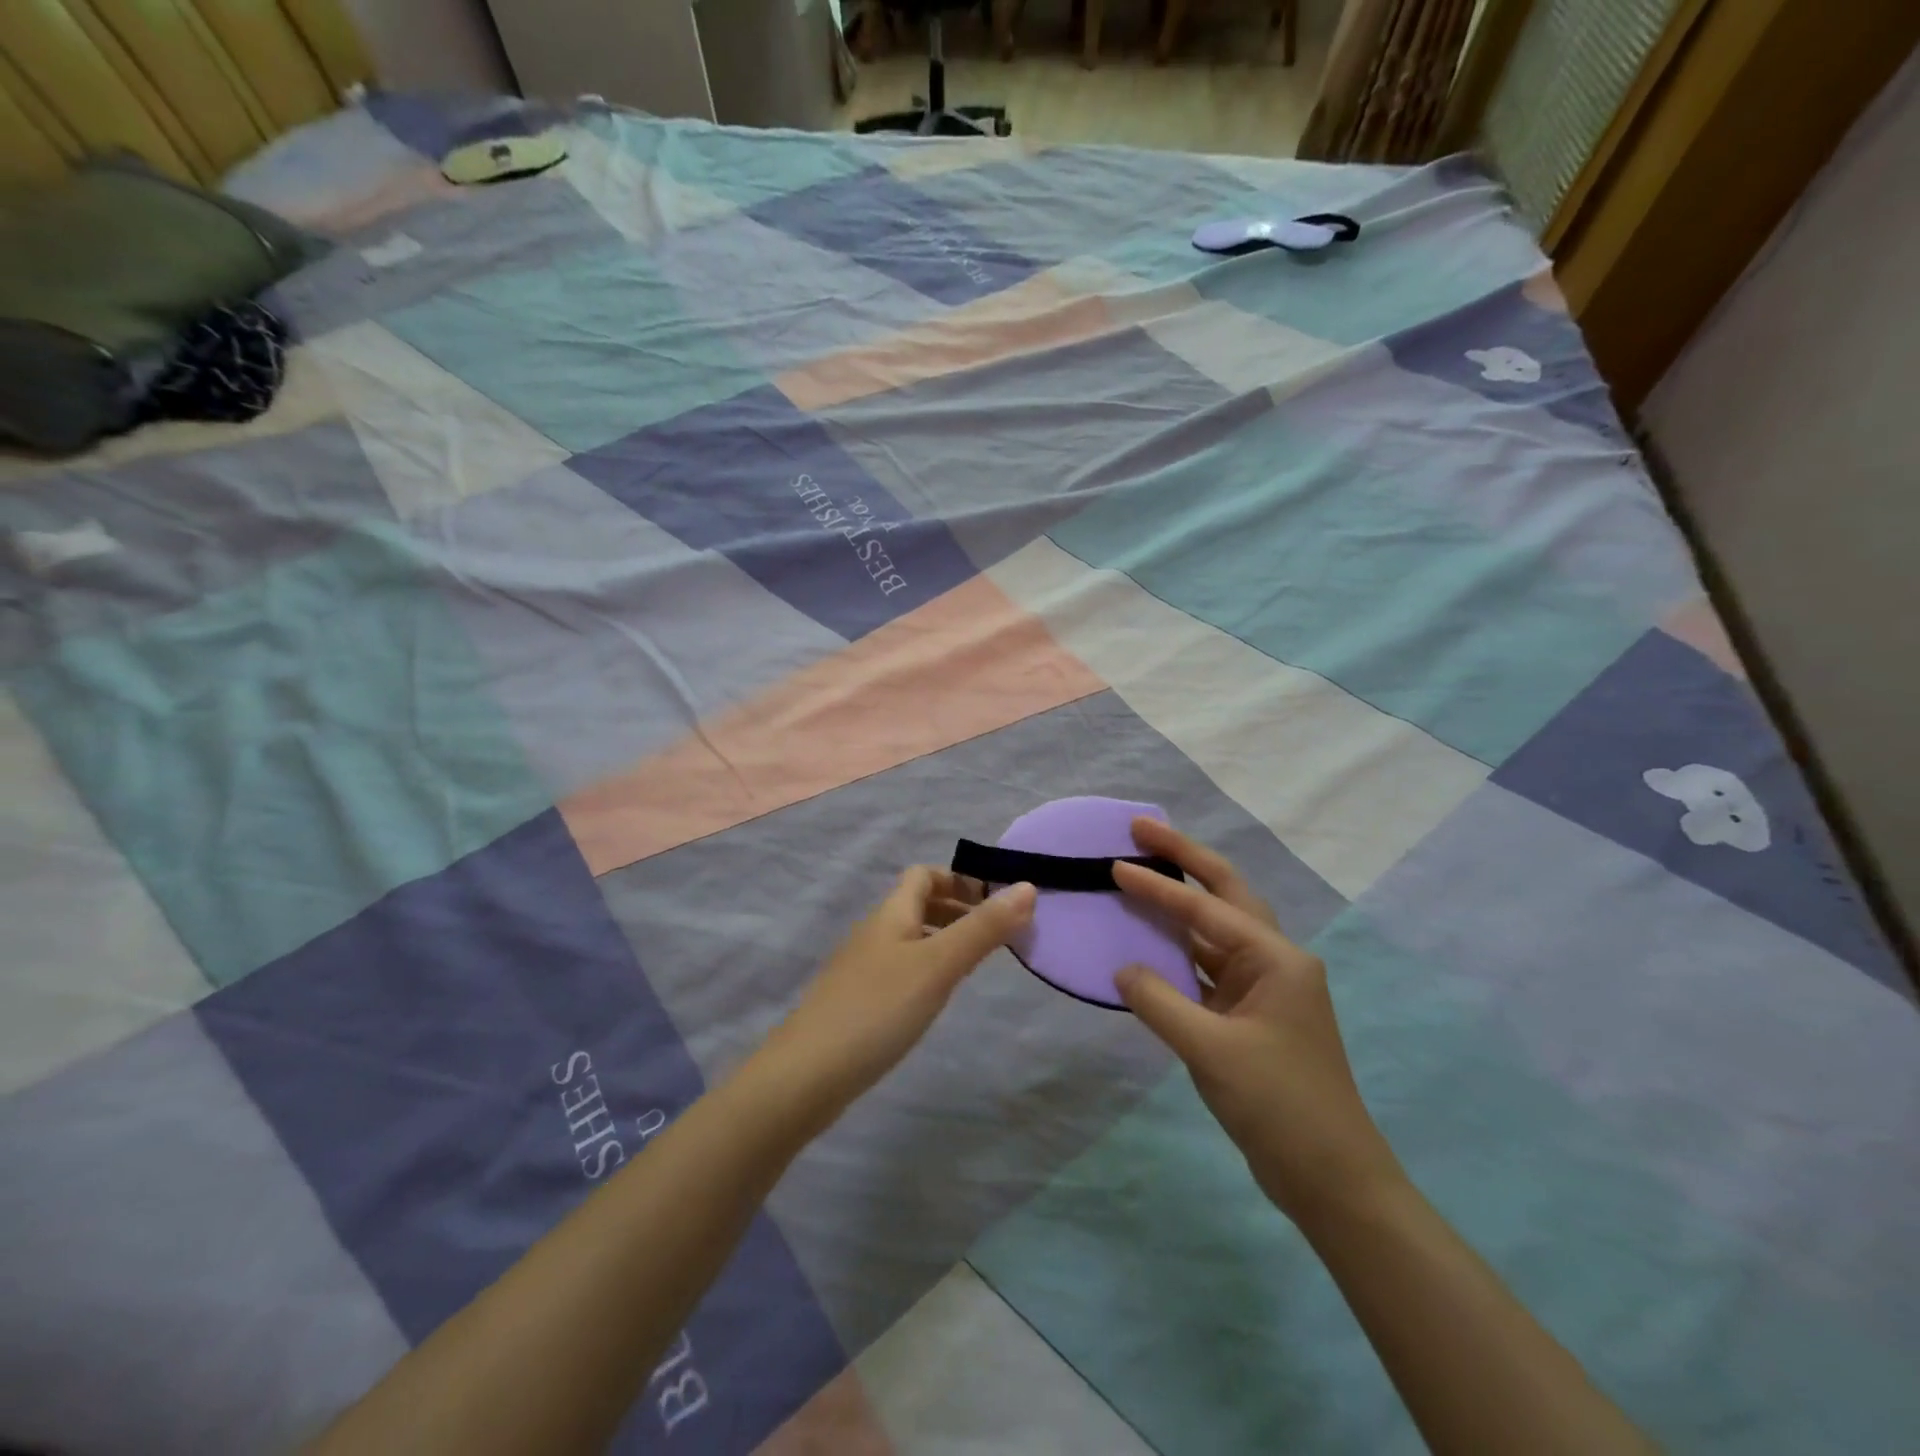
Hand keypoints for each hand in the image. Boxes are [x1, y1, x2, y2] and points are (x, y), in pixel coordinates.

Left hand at [759, 868, 1035, 1120]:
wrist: (806, 1075)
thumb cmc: (878, 1009)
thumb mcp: (939, 965)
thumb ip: (983, 928)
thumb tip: (1028, 887)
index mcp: (890, 913)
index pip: (923, 874)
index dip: (959, 880)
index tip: (994, 904)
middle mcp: (873, 932)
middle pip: (916, 905)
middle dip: (956, 911)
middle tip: (994, 937)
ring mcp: (860, 968)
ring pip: (908, 939)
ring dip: (942, 942)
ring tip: (973, 968)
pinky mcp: (855, 1002)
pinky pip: (898, 970)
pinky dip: (924, 971)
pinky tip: (934, 1001)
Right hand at [1112, 819, 1403, 1227]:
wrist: (1332, 1180)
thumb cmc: (1279, 1106)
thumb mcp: (1211, 1052)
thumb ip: (1159, 1002)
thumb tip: (1122, 970)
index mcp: (1276, 959)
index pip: (1206, 909)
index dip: (1158, 886)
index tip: (1116, 863)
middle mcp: (1274, 960)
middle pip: (1225, 893)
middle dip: (1184, 858)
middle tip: (1141, 830)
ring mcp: (1263, 988)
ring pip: (1215, 928)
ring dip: (1181, 902)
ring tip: (1142, 872)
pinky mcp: (1250, 1014)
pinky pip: (1207, 966)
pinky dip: (1178, 949)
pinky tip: (1149, 942)